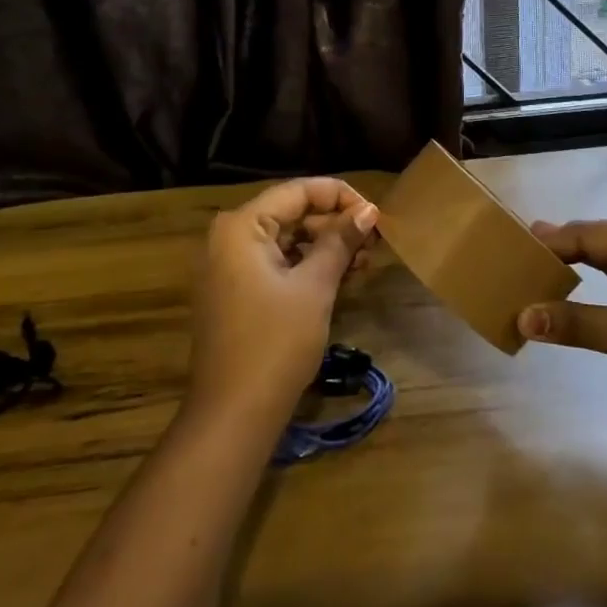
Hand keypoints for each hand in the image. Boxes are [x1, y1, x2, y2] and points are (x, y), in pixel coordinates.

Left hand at [188, 178, 377, 427]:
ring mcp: (229, 266)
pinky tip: (341, 278)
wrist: (233, 416)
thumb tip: (369, 210)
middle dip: (335, 224)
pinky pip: (277, 263)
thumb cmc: (275, 343)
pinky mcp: (236, 291)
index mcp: (241, 226)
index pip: (298, 191)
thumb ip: (340, 241)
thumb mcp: (315, 287)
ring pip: (287, 239)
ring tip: (364, 263)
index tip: (376, 216)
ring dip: (326, 247)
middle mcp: (229, 237)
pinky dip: (308, 266)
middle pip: (292, 213)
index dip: (341, 197)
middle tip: (375, 243)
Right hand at [519, 221, 606, 465]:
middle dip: (560, 251)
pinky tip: (571, 309)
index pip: (590, 234)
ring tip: (534, 277)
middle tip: (515, 258)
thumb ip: (580, 324)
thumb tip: (522, 316)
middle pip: (599, 245)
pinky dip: (591, 300)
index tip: (510, 246)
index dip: (551, 240)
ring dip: (575, 274)